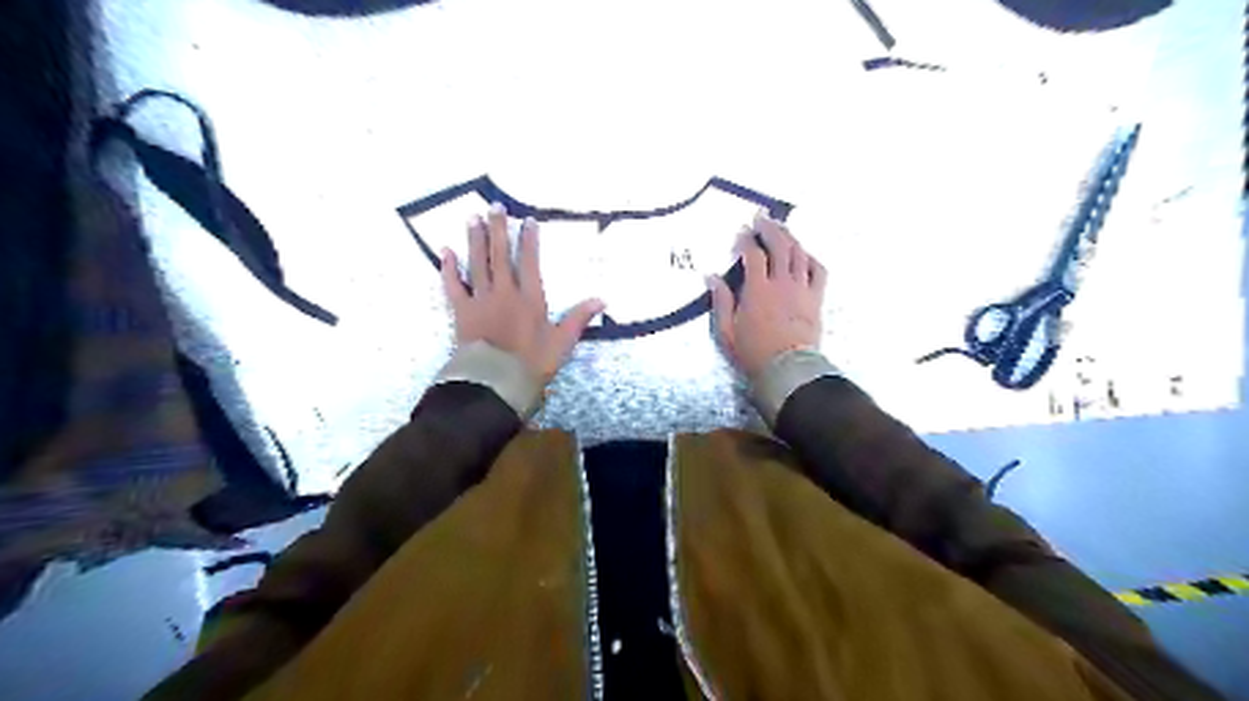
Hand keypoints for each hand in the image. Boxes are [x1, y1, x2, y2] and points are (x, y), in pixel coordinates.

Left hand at [440, 202, 608, 380]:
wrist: (496, 381)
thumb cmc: (533, 363)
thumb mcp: (563, 342)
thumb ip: (579, 318)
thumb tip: (602, 299)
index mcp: (530, 298)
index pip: (530, 262)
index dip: (529, 240)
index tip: (527, 220)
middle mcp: (504, 292)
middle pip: (500, 255)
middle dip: (498, 229)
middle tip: (494, 206)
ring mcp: (481, 300)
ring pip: (477, 263)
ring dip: (475, 240)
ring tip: (473, 218)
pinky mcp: (462, 311)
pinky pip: (453, 285)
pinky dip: (448, 268)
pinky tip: (445, 251)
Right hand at [707, 211, 825, 381]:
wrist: (788, 371)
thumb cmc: (754, 353)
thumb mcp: (727, 332)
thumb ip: (721, 302)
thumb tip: (711, 277)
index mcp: (758, 291)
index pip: (753, 255)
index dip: (746, 241)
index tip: (740, 233)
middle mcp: (782, 283)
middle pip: (779, 245)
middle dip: (769, 228)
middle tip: (761, 218)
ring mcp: (802, 289)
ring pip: (799, 253)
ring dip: (789, 237)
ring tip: (780, 228)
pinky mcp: (816, 298)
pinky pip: (818, 270)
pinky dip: (811, 257)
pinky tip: (804, 253)